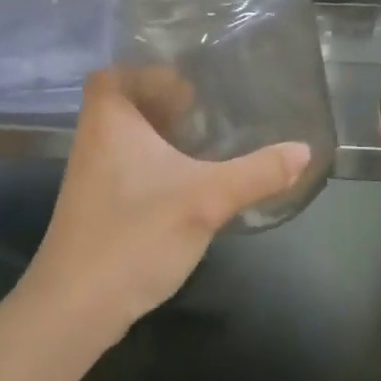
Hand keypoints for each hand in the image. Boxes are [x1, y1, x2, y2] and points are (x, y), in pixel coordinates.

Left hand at [21, 68, 311, 343]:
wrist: (75, 308)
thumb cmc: (134, 235)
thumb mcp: (205, 200)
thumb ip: (256, 173)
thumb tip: (304, 150)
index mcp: (108, 121)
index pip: (114, 73)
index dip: (147, 71)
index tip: (188, 84)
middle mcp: (92, 141)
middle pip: (122, 103)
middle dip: (160, 102)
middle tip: (203, 108)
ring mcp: (90, 177)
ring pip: (124, 139)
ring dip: (158, 135)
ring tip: (201, 141)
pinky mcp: (95, 208)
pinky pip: (125, 168)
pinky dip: (152, 165)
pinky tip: (184, 184)